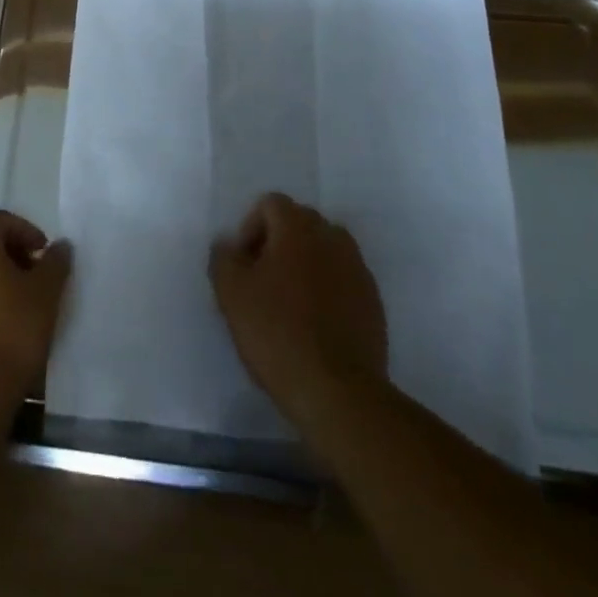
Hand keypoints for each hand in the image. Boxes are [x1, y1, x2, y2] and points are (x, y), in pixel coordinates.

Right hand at [210, 193, 387, 424]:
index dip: (250, 229)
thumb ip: (223, 257)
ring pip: (324, 251)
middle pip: (299, 223)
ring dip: (304, 265)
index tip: (243, 266)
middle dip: (277, 243)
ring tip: (289, 303)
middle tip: (262, 282)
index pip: (270, 204)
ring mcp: (358, 269)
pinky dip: (327, 290)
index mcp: (298, 227)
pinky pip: (343, 280)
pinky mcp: (373, 302)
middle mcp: (332, 237)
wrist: (338, 392)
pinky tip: (314, 325)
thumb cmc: (277, 332)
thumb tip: (228, 245)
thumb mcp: (231, 293)